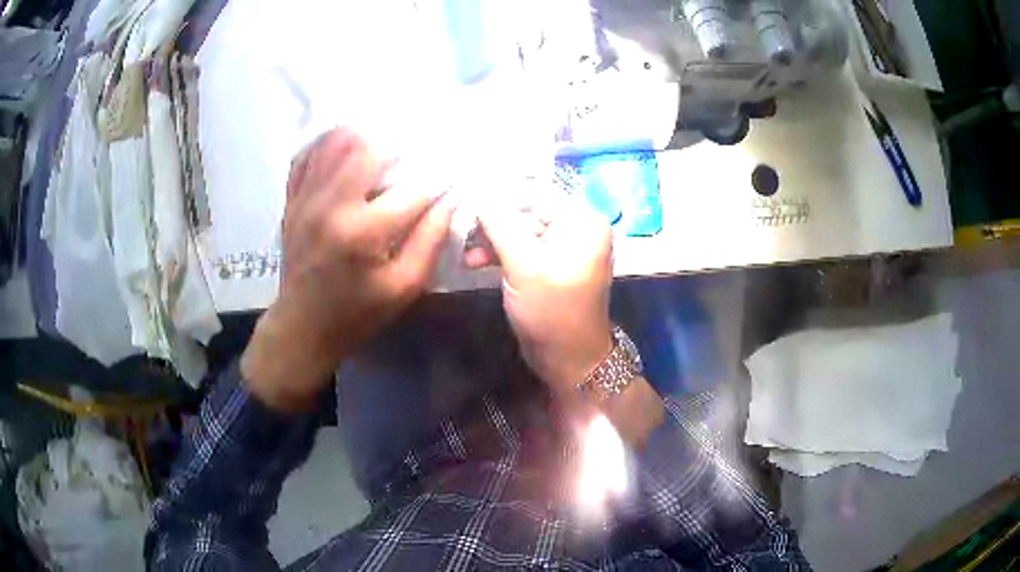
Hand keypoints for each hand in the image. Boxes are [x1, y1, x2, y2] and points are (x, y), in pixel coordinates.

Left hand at [242, 128, 453, 410]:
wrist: (302, 325)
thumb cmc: (357, 312)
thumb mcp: (403, 287)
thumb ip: (430, 241)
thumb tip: (450, 200)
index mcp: (363, 232)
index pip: (413, 188)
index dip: (438, 178)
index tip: (451, 174)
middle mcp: (331, 205)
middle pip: (368, 146)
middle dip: (398, 146)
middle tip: (412, 157)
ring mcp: (306, 197)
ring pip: (335, 141)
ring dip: (364, 137)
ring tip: (381, 148)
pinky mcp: (292, 198)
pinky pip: (308, 154)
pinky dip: (330, 145)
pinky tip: (346, 152)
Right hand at [467, 193, 613, 394]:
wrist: (568, 360)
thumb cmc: (552, 311)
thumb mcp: (524, 264)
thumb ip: (499, 223)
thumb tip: (476, 191)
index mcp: (582, 219)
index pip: (535, 190)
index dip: (498, 193)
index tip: (464, 200)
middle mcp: (576, 226)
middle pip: (526, 208)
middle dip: (492, 220)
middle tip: (462, 228)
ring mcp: (563, 246)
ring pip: (519, 228)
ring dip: (490, 238)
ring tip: (466, 251)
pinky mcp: (549, 264)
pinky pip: (521, 247)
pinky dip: (499, 252)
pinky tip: (473, 260)